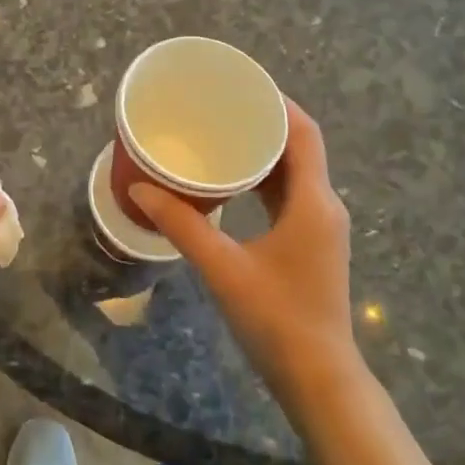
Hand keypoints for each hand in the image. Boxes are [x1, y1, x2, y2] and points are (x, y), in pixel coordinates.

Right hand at [130, 101, 363, 413]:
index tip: (242, 85)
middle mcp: (323, 206)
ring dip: (264, 152)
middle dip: (264, 123)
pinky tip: (233, 182)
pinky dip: (264, 181)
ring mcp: (320, 227)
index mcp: (313, 202)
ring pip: (295, 173)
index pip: (304, 133)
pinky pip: (290, 196)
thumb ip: (181, 225)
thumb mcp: (223, 268)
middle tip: (220, 108)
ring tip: (221, 135)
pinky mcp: (311, 244)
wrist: (318, 378)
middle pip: (299, 148)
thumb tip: (140, 189)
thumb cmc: (276, 318)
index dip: (278, 103)